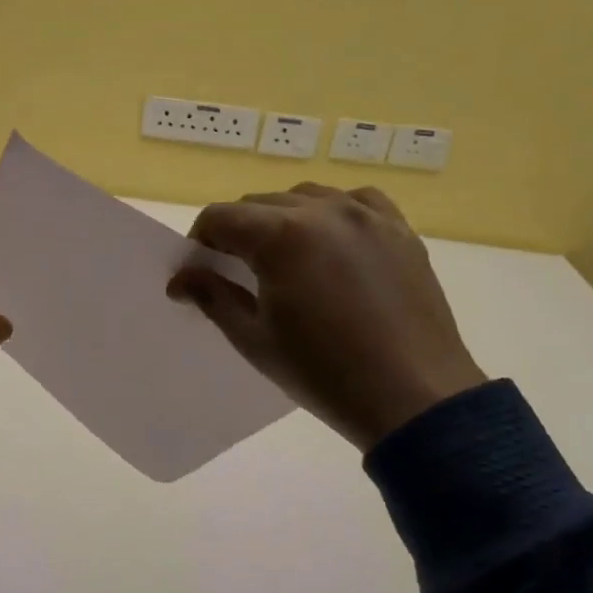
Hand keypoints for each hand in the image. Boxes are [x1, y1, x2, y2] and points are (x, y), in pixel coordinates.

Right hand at [168, 184, 485, 451]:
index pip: (220, 217)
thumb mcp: (254, 339)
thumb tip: (180, 279)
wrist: (412, 396)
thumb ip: (213, 298)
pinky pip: (355, 201)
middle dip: (238, 232)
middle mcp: (323, 210)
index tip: (199, 272)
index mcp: (281, 236)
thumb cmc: (322, 372)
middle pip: (260, 204)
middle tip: (237, 274)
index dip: (200, 242)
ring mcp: (367, 216)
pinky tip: (332, 244)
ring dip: (283, 219)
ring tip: (285, 260)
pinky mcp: (399, 230)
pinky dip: (332, 214)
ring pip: (306, 196)